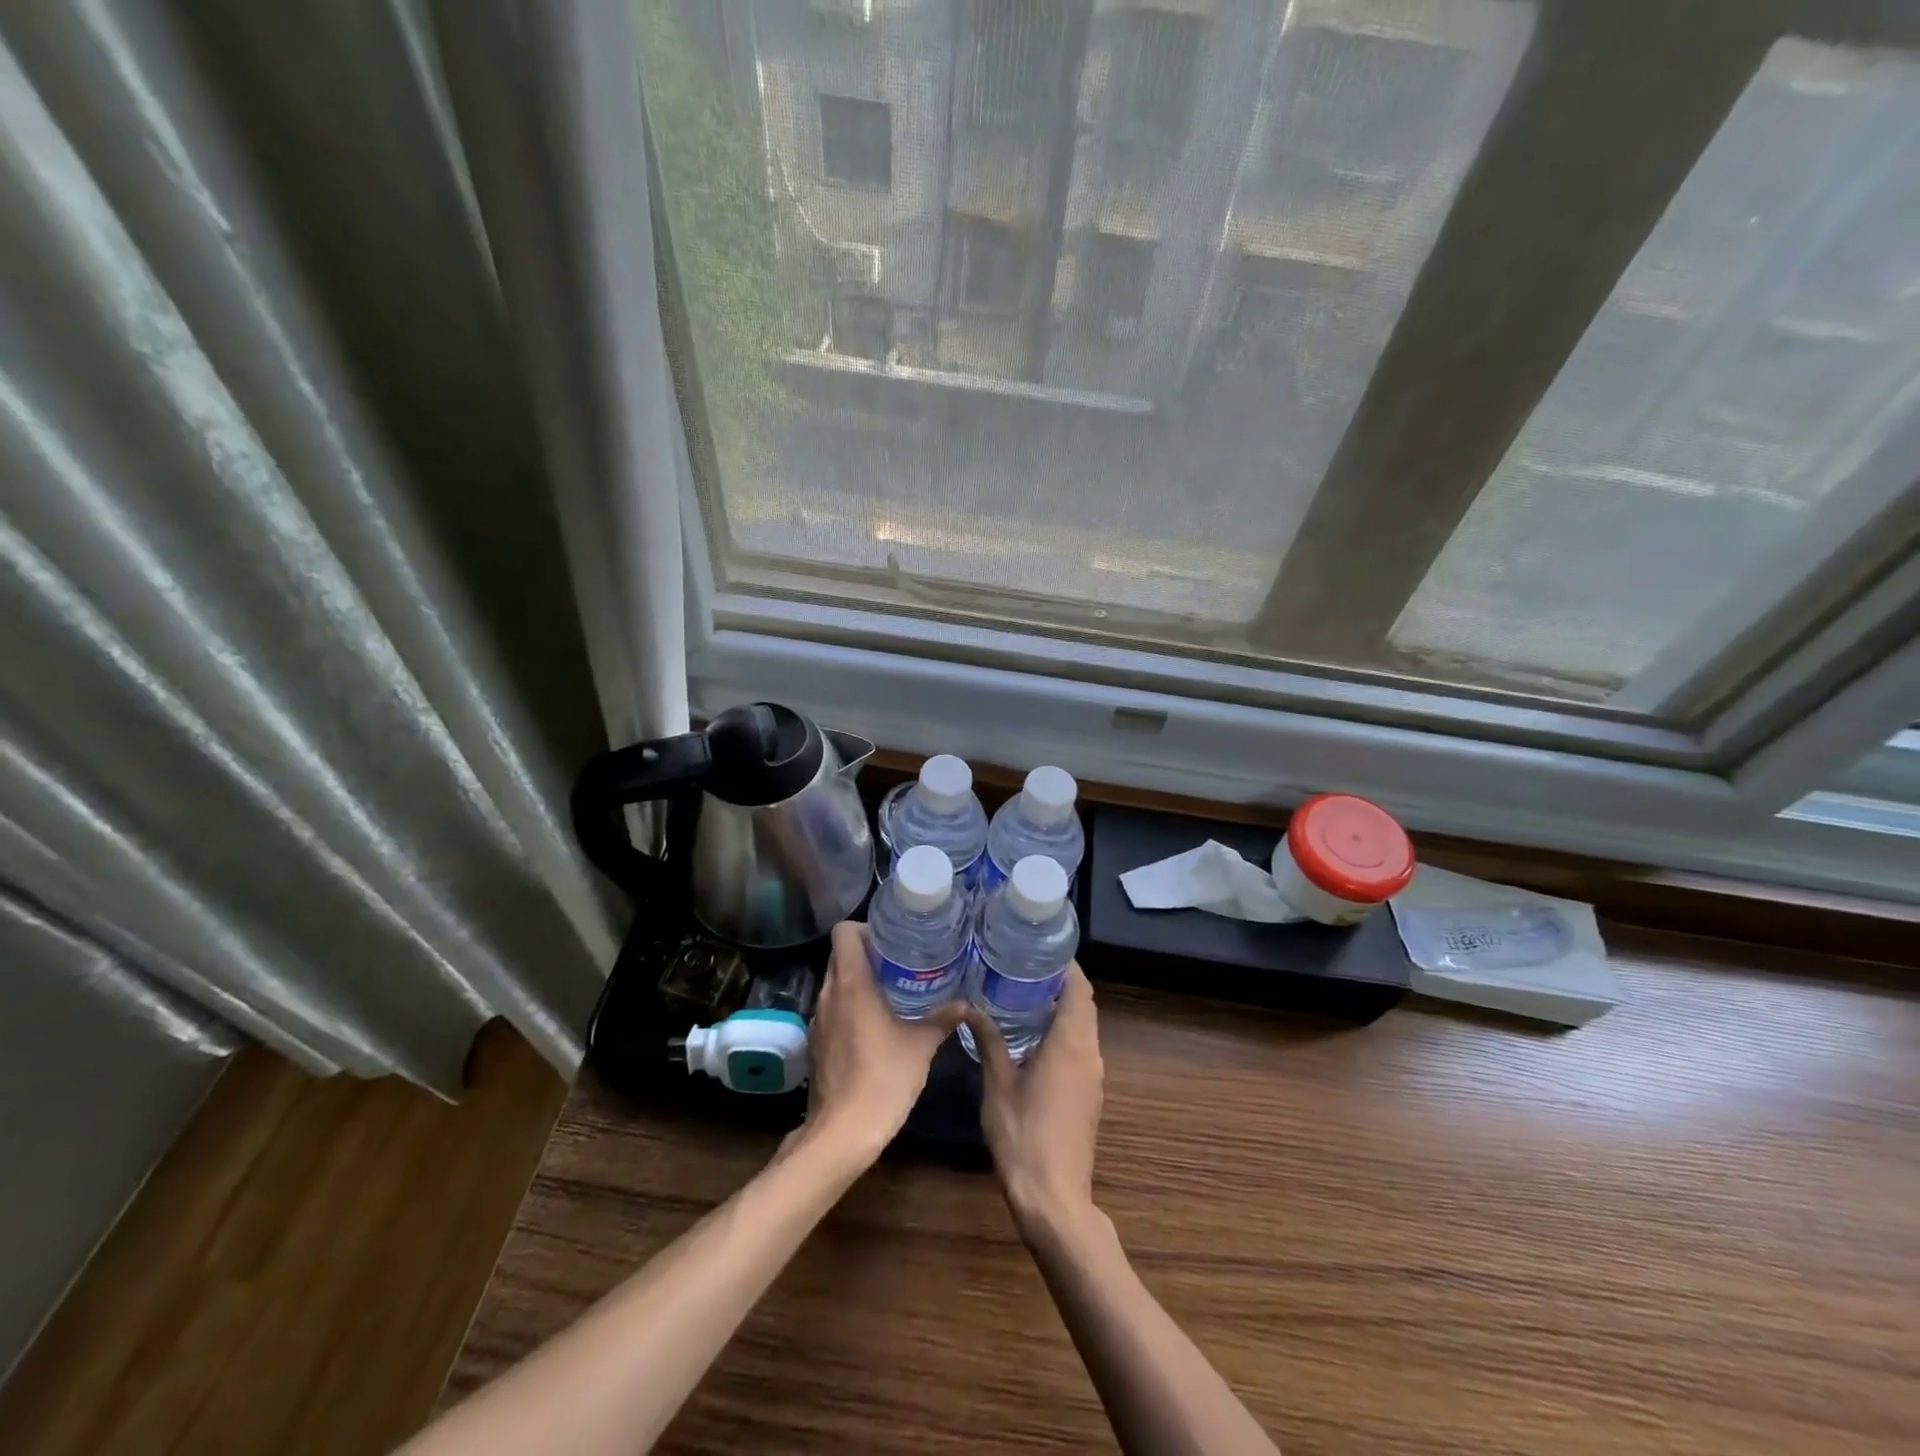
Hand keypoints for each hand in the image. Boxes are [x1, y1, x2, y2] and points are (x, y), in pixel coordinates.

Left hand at [797, 921, 961, 1161]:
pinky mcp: (817, 1043)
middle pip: (839, 955)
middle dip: (867, 953)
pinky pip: (833, 1008)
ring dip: (858, 980)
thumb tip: (965, 1005)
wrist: (842, 1133)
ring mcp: (818, 1019)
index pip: (843, 933)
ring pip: (835, 982)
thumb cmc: (883, 1079)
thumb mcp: (920, 1046)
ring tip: (892, 989)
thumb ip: (941, 1020)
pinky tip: (875, 1023)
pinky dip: (850, 1005)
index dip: (865, 928)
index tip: (891, 939)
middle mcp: (828, 994)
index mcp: (851, 983)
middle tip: (899, 962)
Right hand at [965, 964, 1103, 1236]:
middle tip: (1026, 965)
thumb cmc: (1023, 1136)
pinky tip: (1034, 1034)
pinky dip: (1064, 1030)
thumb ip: (989, 1041)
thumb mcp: (998, 1085)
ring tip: (1026, 992)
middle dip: (1062, 982)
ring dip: (1064, 1007)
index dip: (1067, 966)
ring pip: (1084, 1027)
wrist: (1054, 1198)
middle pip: (1084, 1005)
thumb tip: (971, 1007)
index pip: (1079, 989)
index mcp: (1070, 1044)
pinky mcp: (1089, 1094)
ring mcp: (1093, 1076)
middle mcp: (1089, 1053)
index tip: (1041, 947)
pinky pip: (1081, 1047)